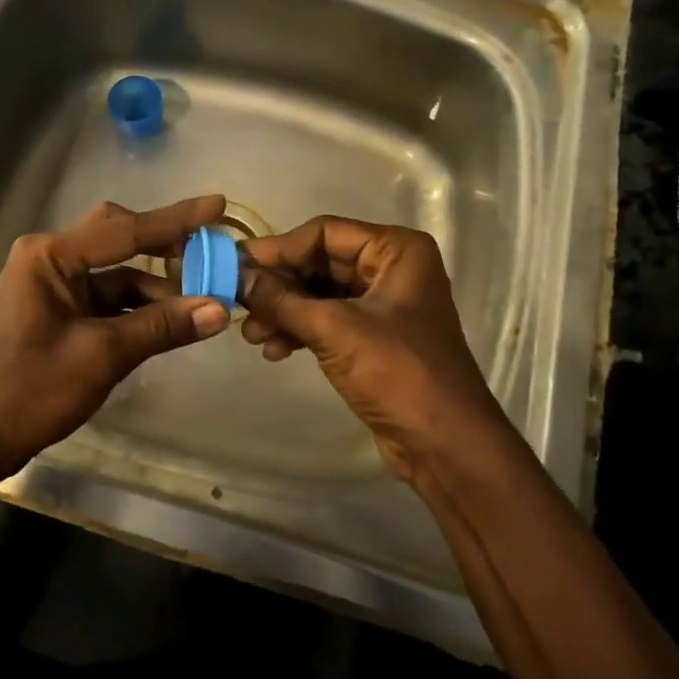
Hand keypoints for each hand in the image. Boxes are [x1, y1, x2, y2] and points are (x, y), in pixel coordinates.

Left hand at [0, 196, 231, 481]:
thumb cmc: (30, 390)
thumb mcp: (102, 356)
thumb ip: (161, 327)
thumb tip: (219, 309)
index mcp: (51, 256)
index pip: (125, 230)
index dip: (176, 220)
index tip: (218, 205)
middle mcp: (51, 258)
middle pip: (118, 238)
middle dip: (163, 245)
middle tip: (208, 251)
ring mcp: (53, 285)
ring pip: (116, 272)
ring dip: (155, 285)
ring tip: (202, 298)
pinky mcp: (58, 311)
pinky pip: (107, 297)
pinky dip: (138, 307)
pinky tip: (171, 319)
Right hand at [239, 216, 501, 481]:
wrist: (444, 445)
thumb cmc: (397, 373)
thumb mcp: (333, 329)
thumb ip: (281, 299)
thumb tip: (234, 275)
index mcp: (396, 250)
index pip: (324, 233)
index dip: (278, 248)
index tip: (235, 264)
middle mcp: (391, 268)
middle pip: (319, 262)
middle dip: (279, 285)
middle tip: (237, 301)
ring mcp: (383, 304)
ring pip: (319, 293)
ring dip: (284, 311)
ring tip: (252, 336)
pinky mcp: (373, 337)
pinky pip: (327, 320)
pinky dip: (299, 330)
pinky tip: (273, 350)